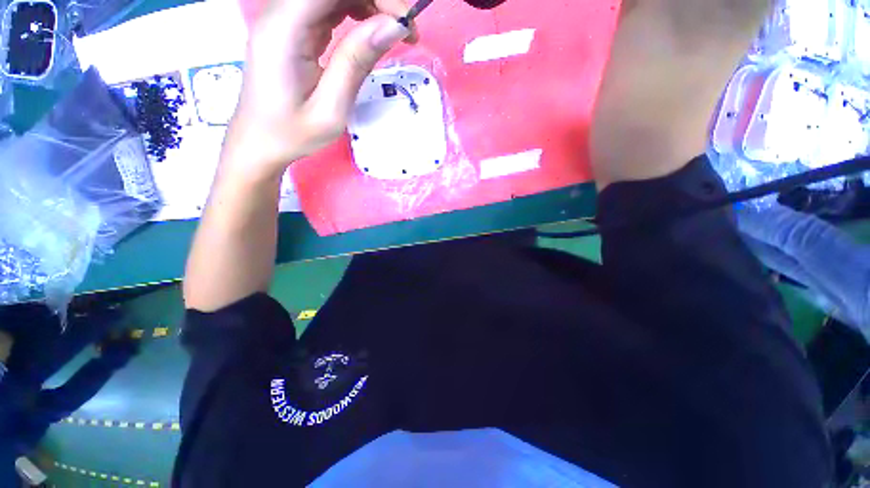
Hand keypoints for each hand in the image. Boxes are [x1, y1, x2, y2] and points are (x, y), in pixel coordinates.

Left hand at [225, 0, 414, 176]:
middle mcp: (280, 13)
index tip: (404, 24)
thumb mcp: (331, 109)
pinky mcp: (293, 28)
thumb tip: (393, 26)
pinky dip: (355, 12)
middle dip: (376, 1)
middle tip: (404, 31)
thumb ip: (357, 62)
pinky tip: (370, 33)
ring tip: (392, 34)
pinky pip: (327, 6)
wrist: (259, 142)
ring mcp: (285, 18)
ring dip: (368, 5)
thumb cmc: (293, 133)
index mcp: (285, 29)